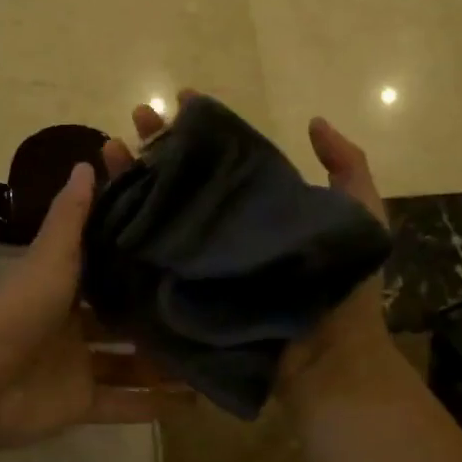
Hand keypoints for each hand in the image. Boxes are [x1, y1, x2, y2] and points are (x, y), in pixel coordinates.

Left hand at [0, 161, 182, 450]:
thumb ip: (72, 216)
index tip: (176, 245)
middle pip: (121, 318)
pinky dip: (154, 406)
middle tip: (205, 304)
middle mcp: (73, 324)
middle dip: (155, 314)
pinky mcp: (81, 403)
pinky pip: (124, 404)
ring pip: (129, 362)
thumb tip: (88, 161)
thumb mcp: (52, 256)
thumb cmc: (21, 310)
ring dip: (162, 362)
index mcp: (63, 287)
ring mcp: (77, 366)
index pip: (104, 267)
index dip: (135, 257)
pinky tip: (195, 401)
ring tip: (212, 352)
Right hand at [100, 93, 394, 412]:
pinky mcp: (180, 294)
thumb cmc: (345, 291)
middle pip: (183, 180)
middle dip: (158, 146)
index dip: (201, 129)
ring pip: (157, 213)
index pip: (222, 160)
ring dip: (132, 179)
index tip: (181, 98)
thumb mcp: (362, 217)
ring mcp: (199, 263)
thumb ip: (348, 168)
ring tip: (109, 148)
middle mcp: (223, 231)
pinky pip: (144, 261)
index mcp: (257, 210)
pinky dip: (120, 235)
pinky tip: (100, 206)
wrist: (328, 363)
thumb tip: (315, 121)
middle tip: (137, 115)